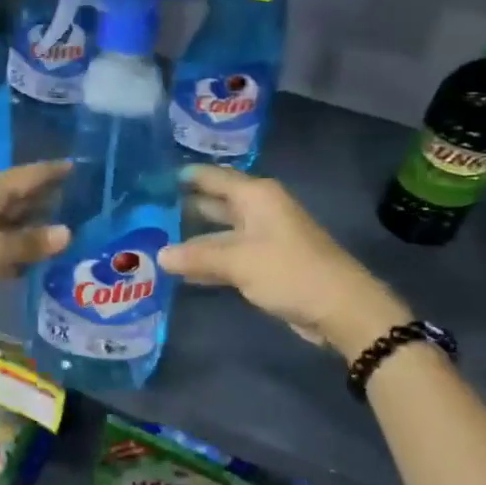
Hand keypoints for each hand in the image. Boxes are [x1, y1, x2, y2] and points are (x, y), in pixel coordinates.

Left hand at [0, 162, 72, 336]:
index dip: (52, 171)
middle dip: (49, 199)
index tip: (80, 166)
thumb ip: (29, 242)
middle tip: (88, 202)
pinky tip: (44, 261)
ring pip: (12, 225)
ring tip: (76, 231)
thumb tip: (67, 232)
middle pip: (19, 198)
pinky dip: (21, 253)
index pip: (26, 175)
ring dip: (37, 229)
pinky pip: (2, 250)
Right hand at [158, 166, 409, 355]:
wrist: (341, 308)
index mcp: (255, 196)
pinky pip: (228, 255)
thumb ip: (197, 257)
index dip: (184, 176)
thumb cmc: (289, 271)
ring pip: (220, 231)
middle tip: (145, 208)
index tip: (151, 177)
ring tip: (153, 238)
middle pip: (215, 202)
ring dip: (192, 237)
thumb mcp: (239, 261)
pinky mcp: (265, 263)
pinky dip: (207, 260)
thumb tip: (159, 255)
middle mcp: (258, 210)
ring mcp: (262, 237)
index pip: (213, 176)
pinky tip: (181, 269)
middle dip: (184, 206)